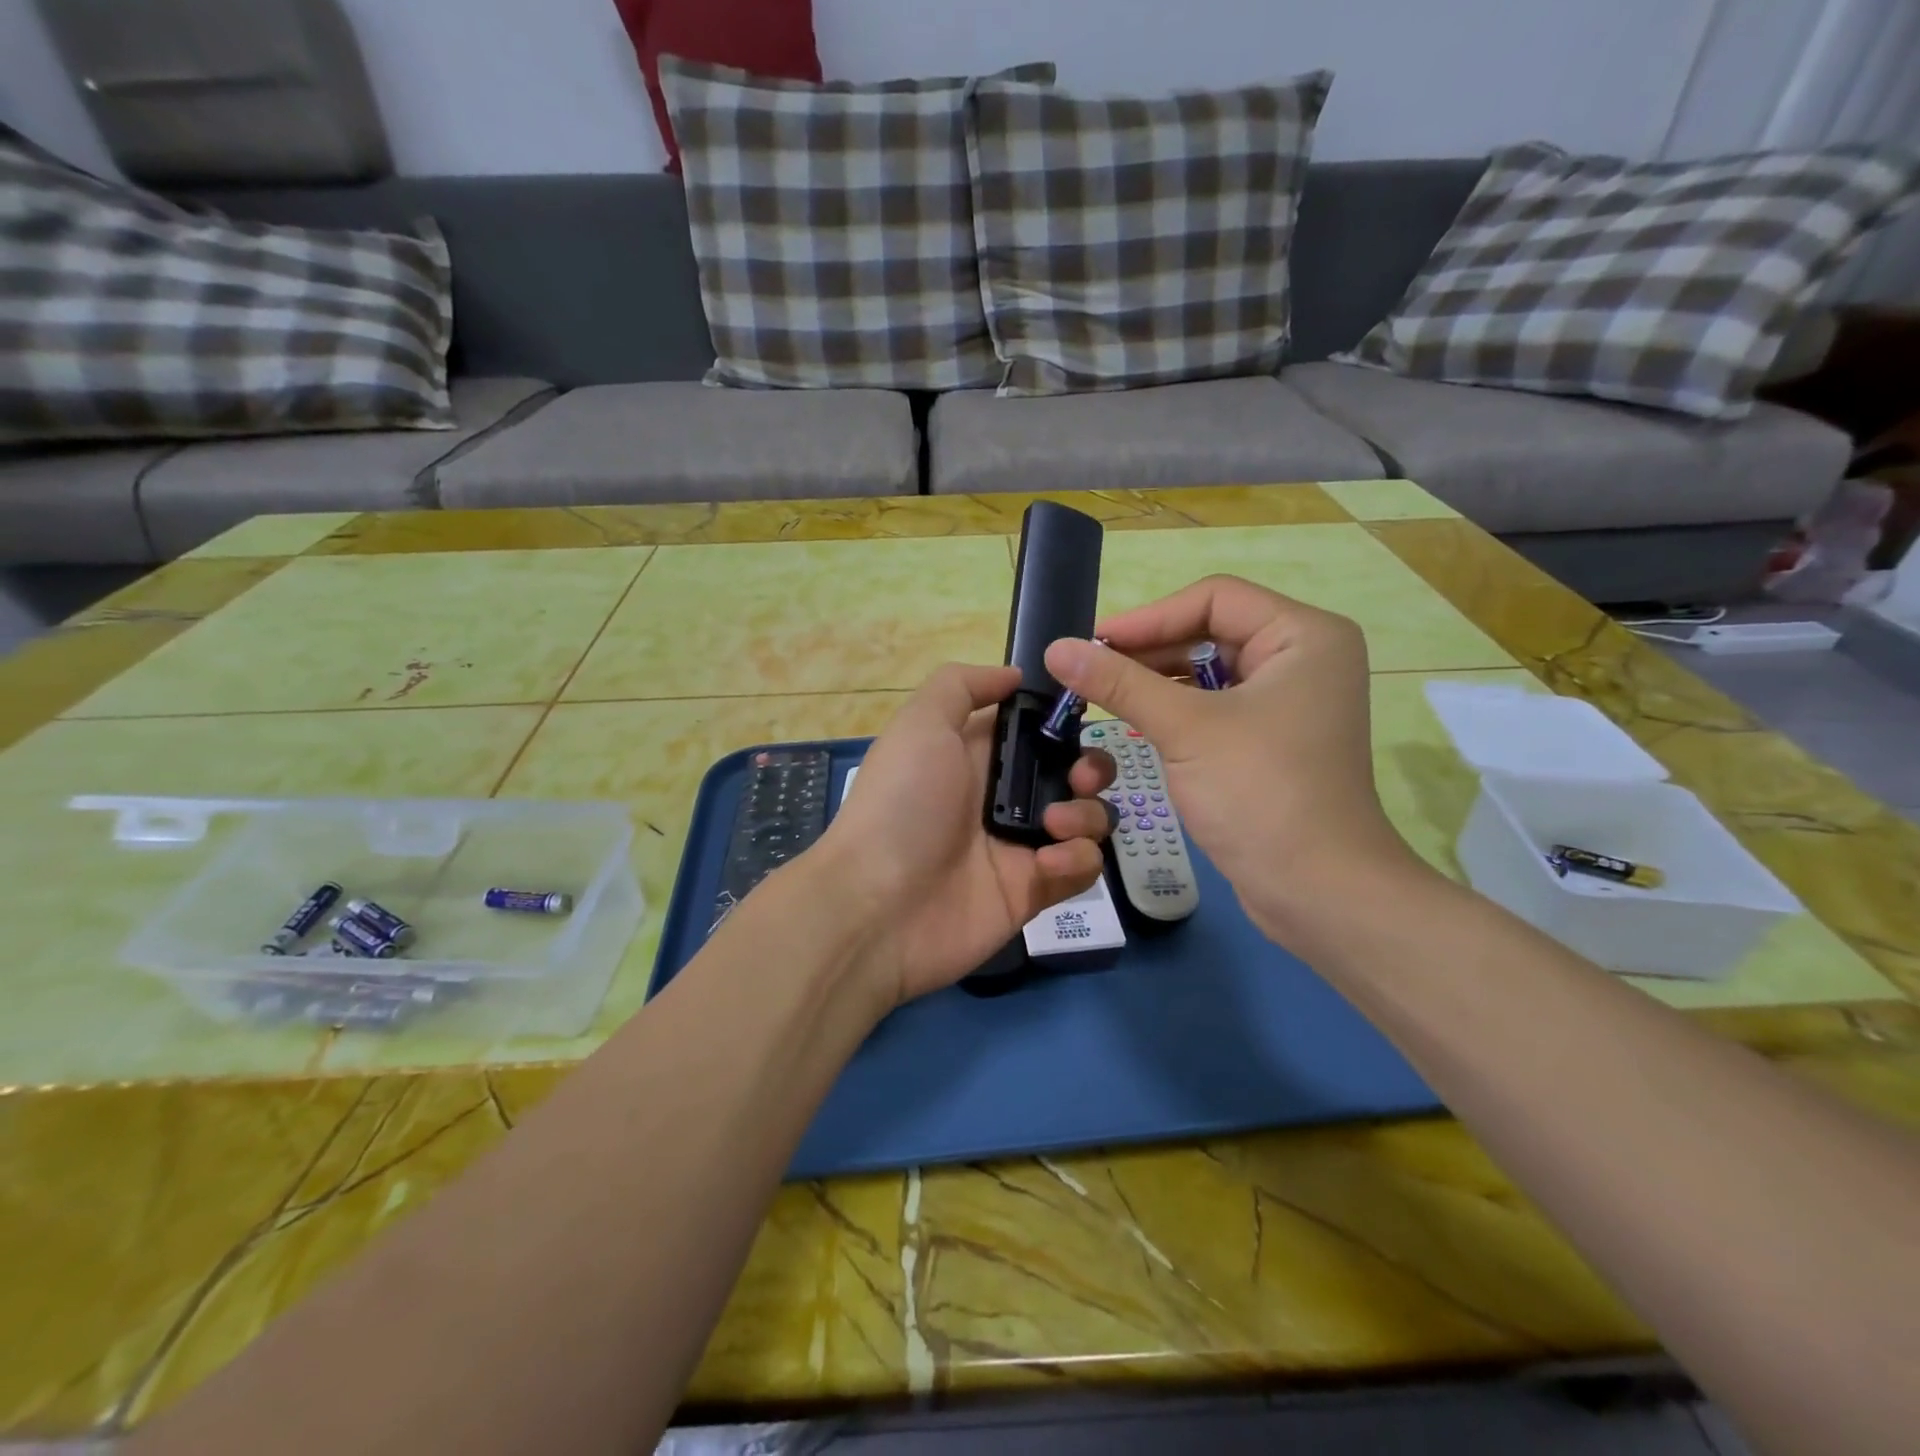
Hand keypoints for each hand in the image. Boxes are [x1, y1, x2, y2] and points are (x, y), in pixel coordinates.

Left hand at [817, 663, 1115, 1008]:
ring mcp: (1022, 845)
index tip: (1082, 717)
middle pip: (1074, 773)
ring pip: (1087, 819)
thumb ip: (962, 686)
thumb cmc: (901, 803)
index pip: (1038, 730)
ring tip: (1054, 825)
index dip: (1064, 721)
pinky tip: (1044, 864)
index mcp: (980, 755)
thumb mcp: (920, 724)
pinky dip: (1075, 860)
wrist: (879, 905)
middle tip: (1080, 778)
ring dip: (1086, 815)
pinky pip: (1081, 867)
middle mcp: (1005, 797)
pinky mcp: (1035, 889)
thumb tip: (1014, 675)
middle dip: (1091, 768)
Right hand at [1043, 576, 1422, 943]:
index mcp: (1303, 635)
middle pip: (1210, 632)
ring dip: (1157, 682)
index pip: (1214, 598)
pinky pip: (1216, 706)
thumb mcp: (1184, 729)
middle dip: (1149, 652)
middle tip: (1089, 672)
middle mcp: (1303, 657)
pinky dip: (1176, 710)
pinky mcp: (1273, 738)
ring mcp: (1290, 700)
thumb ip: (1120, 683)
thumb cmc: (1261, 794)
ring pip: (1209, 672)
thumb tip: (1057, 649)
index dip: (1149, 617)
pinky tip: (1137, 722)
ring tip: (1102, 696)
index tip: (1093, 643)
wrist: (1318, 892)